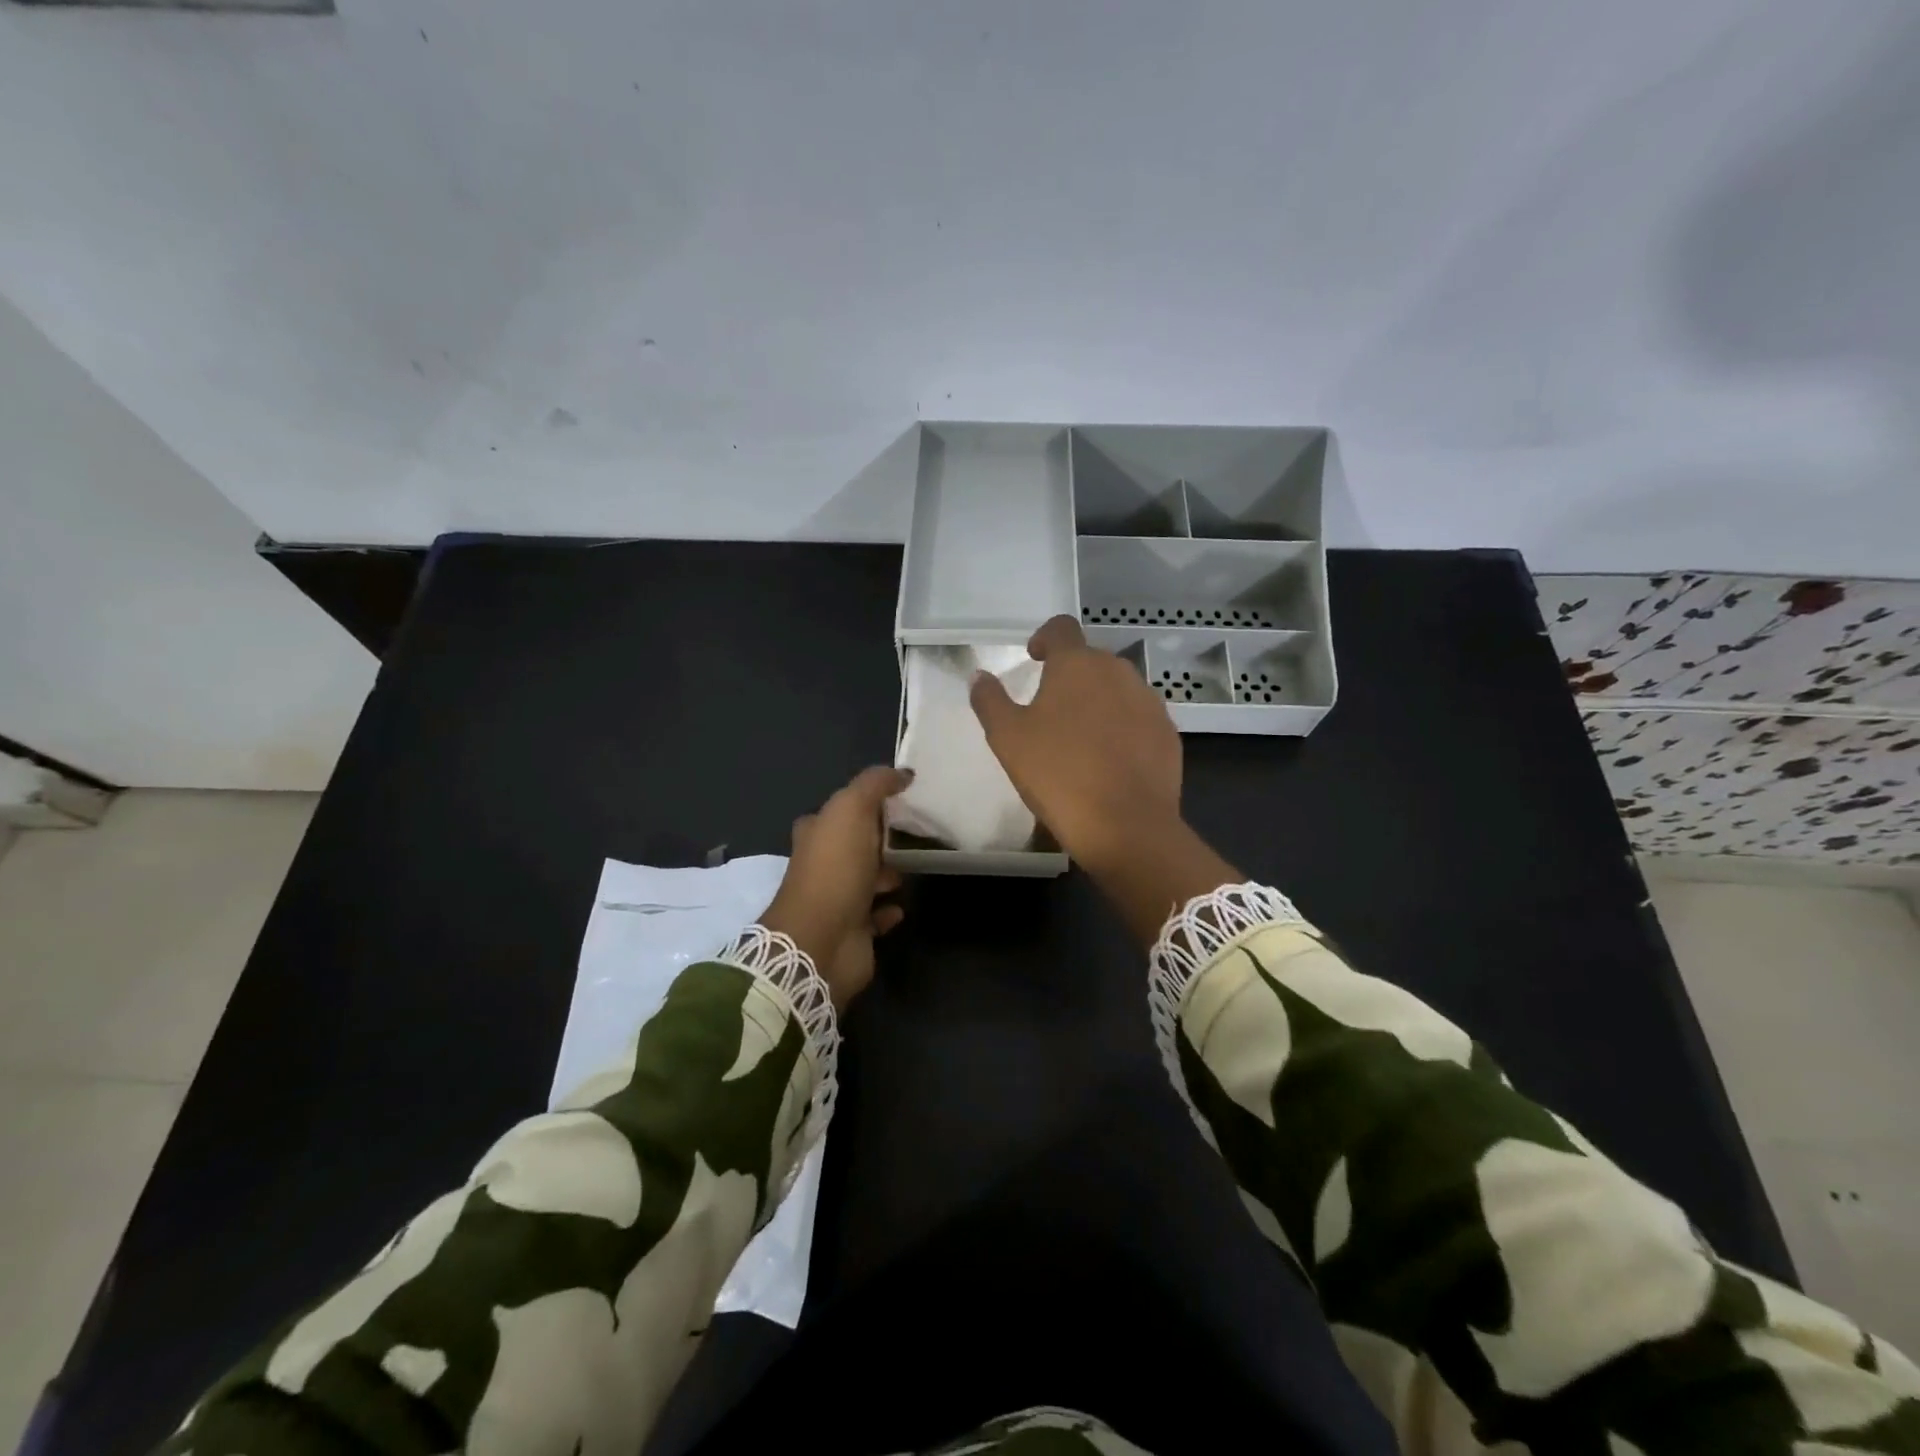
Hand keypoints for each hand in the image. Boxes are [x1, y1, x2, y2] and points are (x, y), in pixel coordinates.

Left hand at [758, 766, 910, 1011]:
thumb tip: (902, 773)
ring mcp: (836, 901)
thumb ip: (875, 785)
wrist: (821, 940)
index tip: (897, 800)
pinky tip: (902, 905)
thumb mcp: (852, 809)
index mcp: (816, 834)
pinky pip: (876, 916)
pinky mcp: (853, 931)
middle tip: (913, 834)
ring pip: (867, 880)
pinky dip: (889, 910)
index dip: (864, 804)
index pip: (838, 812)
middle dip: (878, 840)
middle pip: (853, 846)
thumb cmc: (835, 869)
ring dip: (887, 874)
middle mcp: (822, 866)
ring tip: (914, 868)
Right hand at [970, 616, 1239, 945]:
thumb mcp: (1007, 738)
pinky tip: (1109, 760)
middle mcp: (1118, 672)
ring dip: (1098, 701)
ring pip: (1117, 689)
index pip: (1062, 628)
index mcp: (1077, 664)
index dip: (1045, 637)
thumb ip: (989, 700)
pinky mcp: (1168, 733)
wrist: (1126, 825)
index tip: (1035, 657)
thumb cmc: (1058, 774)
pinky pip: (1138, 718)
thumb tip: (980, 676)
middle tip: (1050, 710)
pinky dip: (1122, 727)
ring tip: (1081, 738)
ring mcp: (1149, 702)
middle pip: (1091, 660)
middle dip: (1071, 676)